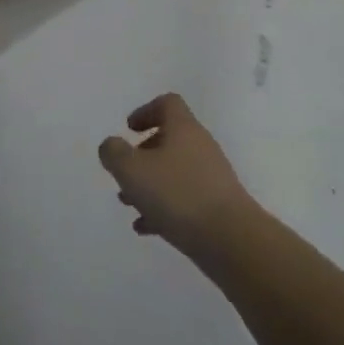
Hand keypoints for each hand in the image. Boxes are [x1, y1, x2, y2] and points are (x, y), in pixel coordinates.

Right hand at [99, 94, 256, 258]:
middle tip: (125, 172)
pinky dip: (164, 207)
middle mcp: (201, 147)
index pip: (167, 104)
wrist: (232, 240)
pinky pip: (185, 199)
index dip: (146, 111)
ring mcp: (212, 178)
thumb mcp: (131, 169)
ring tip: (129, 204)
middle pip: (169, 139)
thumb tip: (112, 146)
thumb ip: (114, 152)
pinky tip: (146, 227)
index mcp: (183, 129)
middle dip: (142, 155)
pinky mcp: (218, 207)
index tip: (129, 130)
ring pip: (175, 172)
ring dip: (150, 183)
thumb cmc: (177, 194)